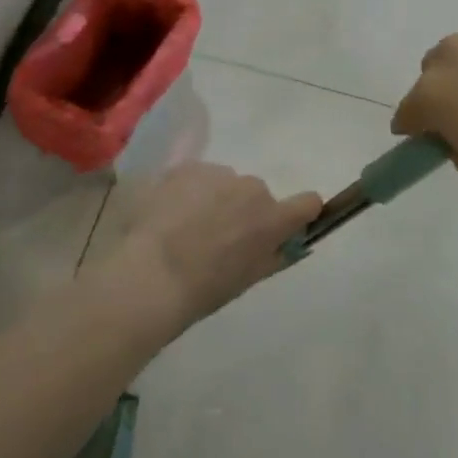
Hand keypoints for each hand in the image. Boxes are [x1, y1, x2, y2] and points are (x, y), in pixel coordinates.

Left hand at [104, 163, 321, 332]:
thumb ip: (273, 255)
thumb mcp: (247, 279)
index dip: (298, 213)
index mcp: (273, 218)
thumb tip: (284, 243)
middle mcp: (252, 187)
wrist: (149, 275)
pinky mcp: (186, 168)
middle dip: (242, 211)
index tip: (283, 226)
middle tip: (215, 239)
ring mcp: (217, 173)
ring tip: (183, 228)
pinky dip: (187, 192)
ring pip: (225, 184)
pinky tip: (166, 217)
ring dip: (214, 199)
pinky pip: (196, 177)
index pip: (307, 203)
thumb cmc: (203, 289)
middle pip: (257, 195)